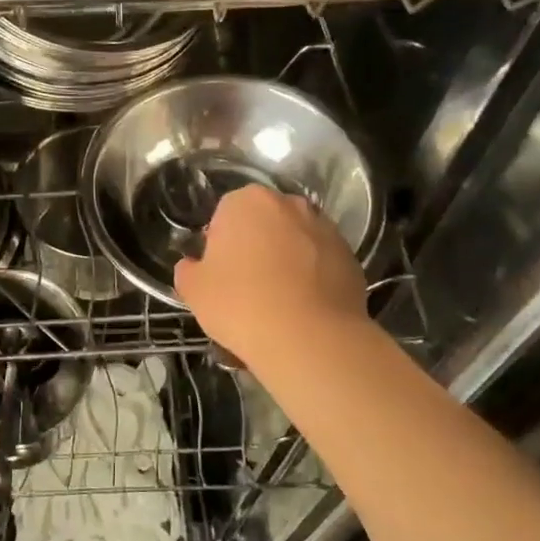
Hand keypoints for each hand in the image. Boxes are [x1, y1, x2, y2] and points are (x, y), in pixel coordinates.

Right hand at [174, 184, 366, 366]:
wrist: (308, 339)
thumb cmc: (240, 304)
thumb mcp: (193, 289)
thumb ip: (188, 269)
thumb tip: (193, 265)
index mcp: (246, 201)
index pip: (225, 214)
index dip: (220, 244)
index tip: (220, 273)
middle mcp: (289, 204)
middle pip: (265, 222)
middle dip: (256, 246)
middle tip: (246, 285)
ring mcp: (325, 229)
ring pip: (295, 241)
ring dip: (286, 260)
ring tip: (278, 301)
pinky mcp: (351, 257)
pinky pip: (321, 263)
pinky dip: (313, 278)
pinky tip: (303, 309)